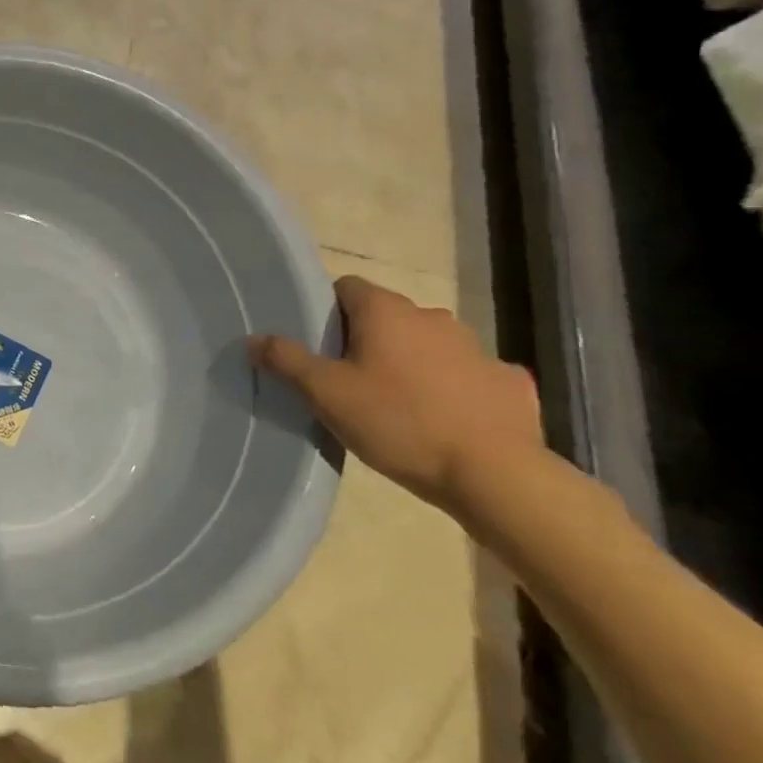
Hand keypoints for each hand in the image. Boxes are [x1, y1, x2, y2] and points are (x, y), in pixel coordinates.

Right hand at [250, 276, 543, 513]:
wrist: (494, 475)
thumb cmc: (398, 422)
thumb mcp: (325, 393)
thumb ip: (286, 360)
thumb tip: (254, 338)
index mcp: (386, 311)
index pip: (347, 287)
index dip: (327, 311)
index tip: (318, 345)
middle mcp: (432, 317)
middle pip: (386, 316)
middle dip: (367, 339)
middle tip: (348, 380)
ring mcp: (477, 347)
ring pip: (427, 344)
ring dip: (410, 362)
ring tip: (395, 404)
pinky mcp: (508, 381)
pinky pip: (468, 374)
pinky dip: (453, 388)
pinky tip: (445, 419)